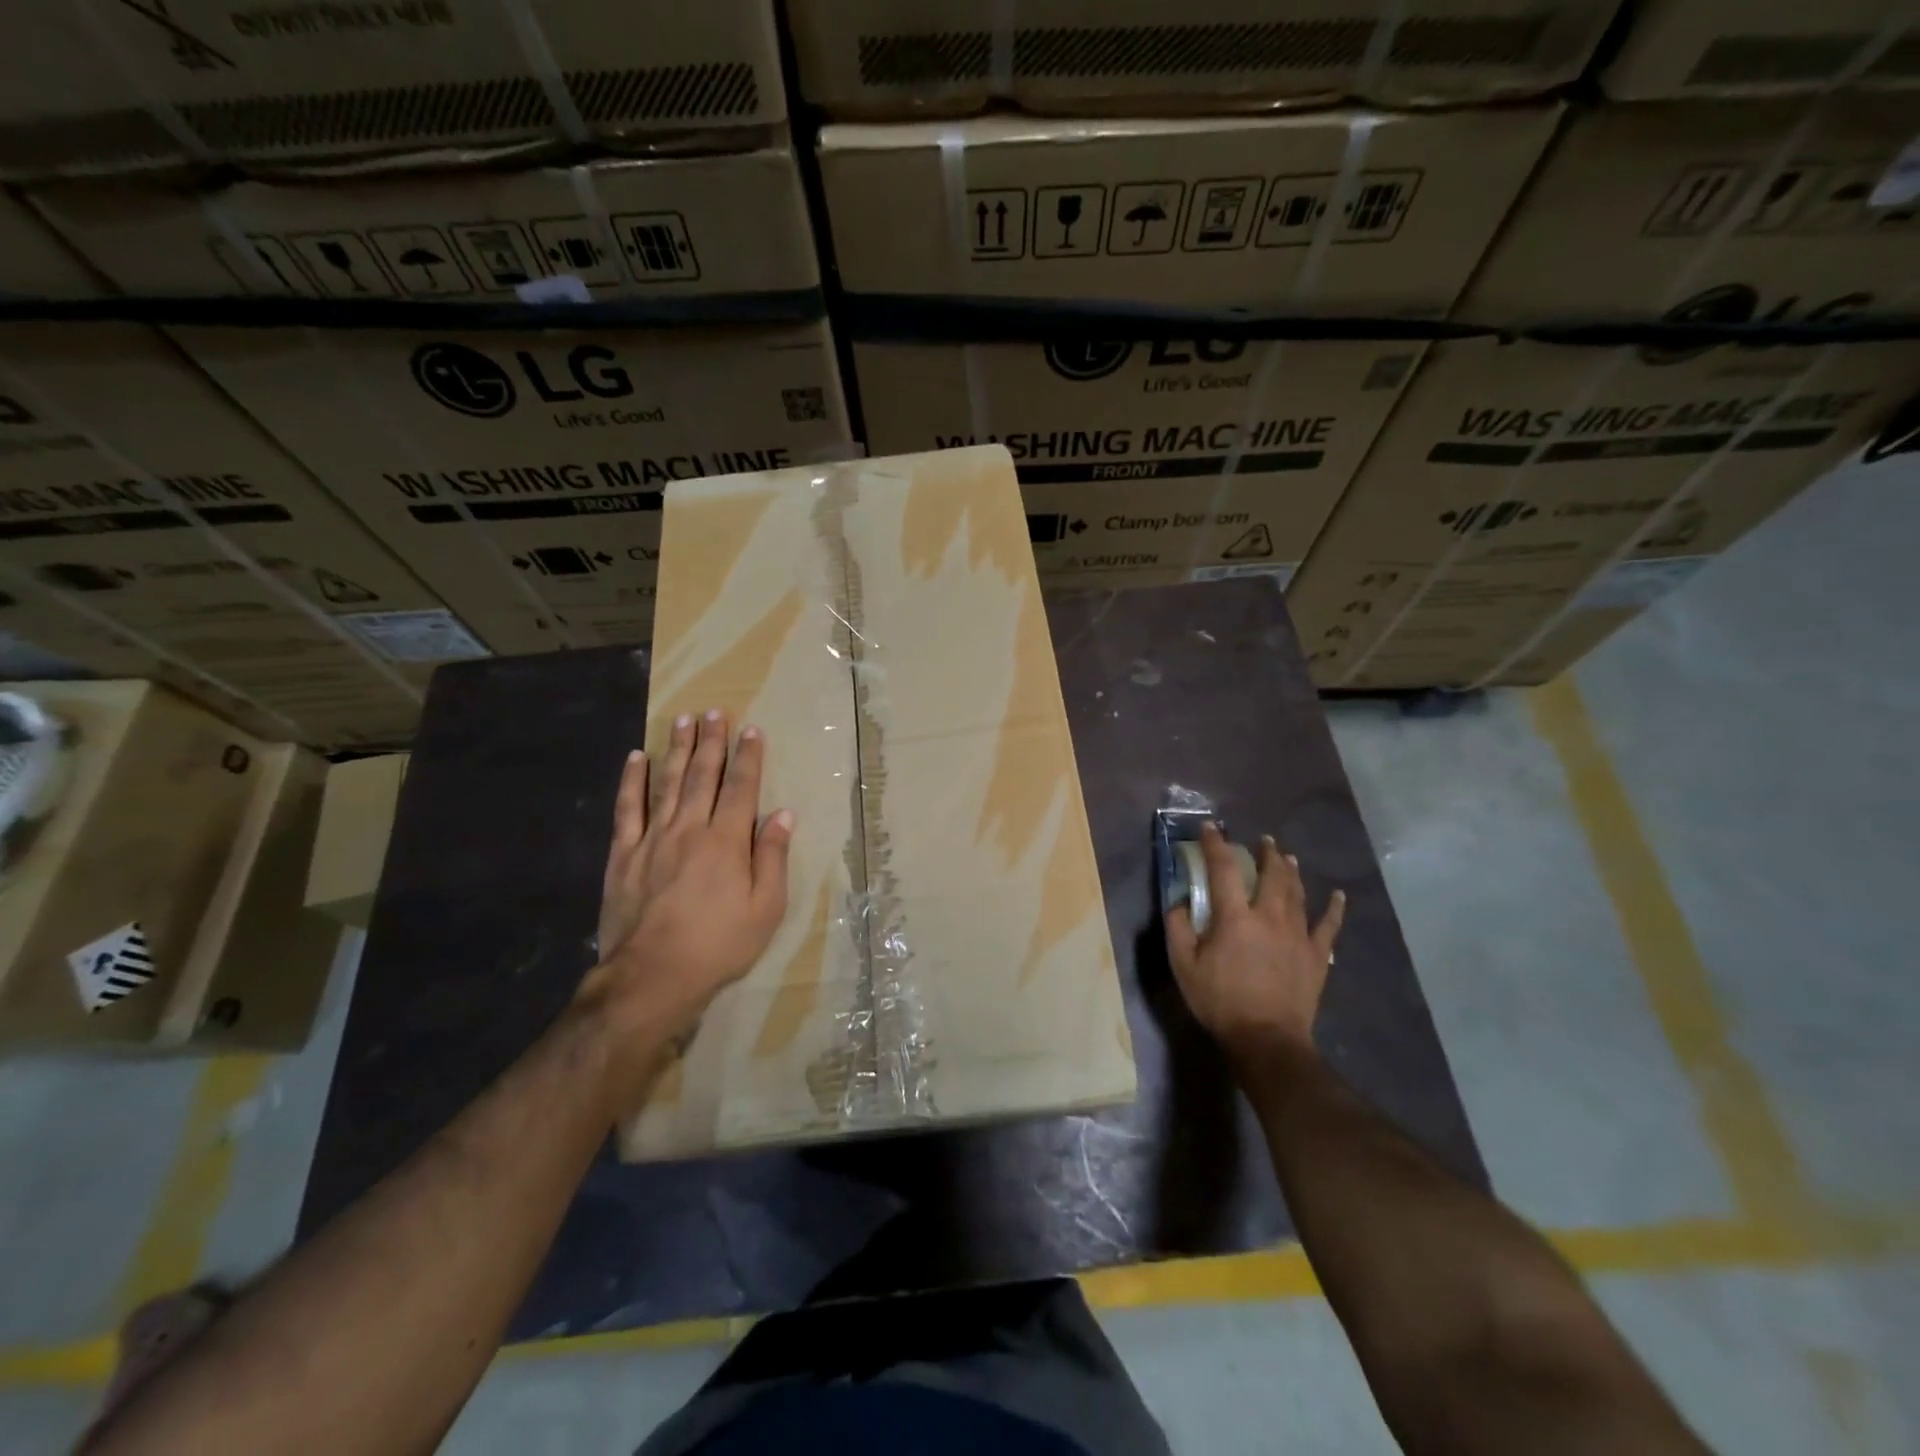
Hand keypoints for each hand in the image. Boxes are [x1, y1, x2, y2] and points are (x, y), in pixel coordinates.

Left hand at [583, 710, 793, 1052]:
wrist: (652, 977)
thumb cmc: (719, 945)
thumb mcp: (765, 909)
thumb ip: (772, 857)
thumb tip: (782, 814)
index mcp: (727, 841)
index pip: (741, 788)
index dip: (748, 757)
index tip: (751, 730)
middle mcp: (690, 829)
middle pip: (703, 776)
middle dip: (711, 742)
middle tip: (714, 711)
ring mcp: (652, 839)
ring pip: (667, 783)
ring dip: (677, 749)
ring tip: (683, 720)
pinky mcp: (623, 855)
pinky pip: (627, 810)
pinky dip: (632, 781)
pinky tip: (635, 758)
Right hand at [1164, 824, 1345, 1060]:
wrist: (1267, 1039)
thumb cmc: (1220, 1001)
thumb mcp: (1184, 966)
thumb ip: (1178, 928)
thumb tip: (1178, 902)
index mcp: (1234, 917)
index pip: (1223, 869)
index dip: (1215, 844)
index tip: (1211, 828)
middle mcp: (1269, 916)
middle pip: (1271, 874)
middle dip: (1265, 852)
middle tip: (1262, 840)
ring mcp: (1297, 934)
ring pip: (1297, 892)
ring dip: (1291, 870)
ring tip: (1287, 856)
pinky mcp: (1316, 955)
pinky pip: (1329, 925)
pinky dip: (1334, 908)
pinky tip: (1339, 895)